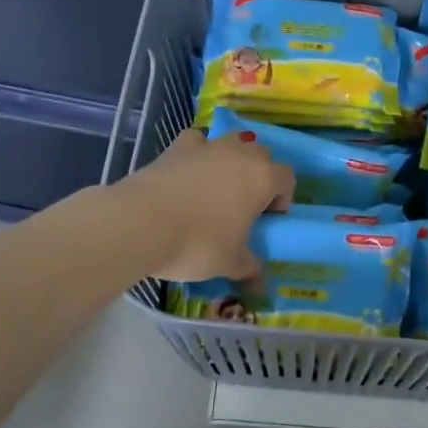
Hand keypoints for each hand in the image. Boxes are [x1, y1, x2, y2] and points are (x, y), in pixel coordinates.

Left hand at [115, 129, 294, 280]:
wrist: (141, 223)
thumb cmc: (198, 243)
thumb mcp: (229, 263)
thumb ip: (249, 268)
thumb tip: (260, 285)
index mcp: (263, 178)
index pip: (287, 178)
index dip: (282, 198)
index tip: (266, 219)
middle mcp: (240, 154)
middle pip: (261, 155)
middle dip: (258, 175)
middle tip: (243, 205)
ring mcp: (207, 146)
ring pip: (230, 143)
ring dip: (230, 160)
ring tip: (216, 188)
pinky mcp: (176, 147)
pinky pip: (196, 143)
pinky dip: (197, 154)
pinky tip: (187, 174)